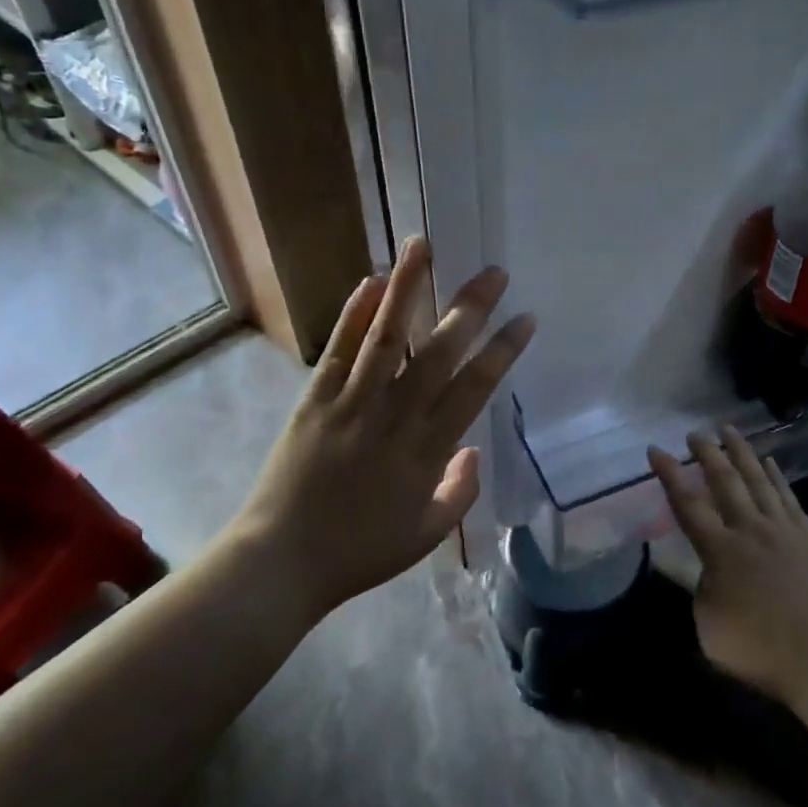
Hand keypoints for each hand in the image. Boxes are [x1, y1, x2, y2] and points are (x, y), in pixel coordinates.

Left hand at [229, 237, 534, 616]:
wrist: (282, 561)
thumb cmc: (360, 552)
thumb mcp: (426, 535)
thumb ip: (460, 492)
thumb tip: (473, 450)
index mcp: (428, 450)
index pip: (475, 388)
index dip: (503, 350)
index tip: (525, 318)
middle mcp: (395, 416)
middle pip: (439, 351)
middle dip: (470, 307)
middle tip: (493, 271)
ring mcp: (352, 403)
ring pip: (387, 336)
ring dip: (407, 287)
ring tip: (422, 245)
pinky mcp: (315, 399)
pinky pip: (339, 349)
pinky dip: (354, 313)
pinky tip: (371, 281)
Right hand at [649, 427, 807, 704]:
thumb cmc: (761, 649)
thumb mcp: (709, 627)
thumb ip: (702, 591)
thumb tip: (707, 572)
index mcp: (719, 551)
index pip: (687, 504)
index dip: (669, 475)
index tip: (656, 449)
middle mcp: (749, 530)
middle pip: (725, 482)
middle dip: (707, 453)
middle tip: (695, 432)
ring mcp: (783, 530)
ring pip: (758, 480)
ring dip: (742, 452)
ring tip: (729, 429)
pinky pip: (788, 497)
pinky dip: (777, 476)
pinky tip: (770, 463)